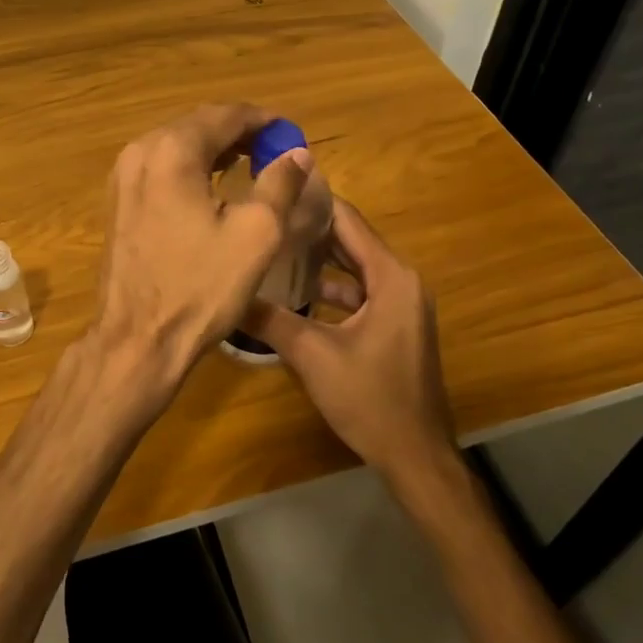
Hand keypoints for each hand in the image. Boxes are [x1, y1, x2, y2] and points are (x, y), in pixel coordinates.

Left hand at [90, 104, 314, 418]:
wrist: (138, 339)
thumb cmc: (201, 286)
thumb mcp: (256, 234)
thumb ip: (280, 183)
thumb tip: (297, 153)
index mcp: (172, 151)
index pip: (224, 115)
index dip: (262, 120)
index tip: (290, 132)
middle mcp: (140, 152)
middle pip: (197, 126)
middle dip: (238, 132)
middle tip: (275, 149)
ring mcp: (122, 177)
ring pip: (176, 146)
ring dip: (214, 149)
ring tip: (252, 163)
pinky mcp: (118, 202)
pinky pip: (160, 168)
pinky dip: (190, 168)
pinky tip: (213, 186)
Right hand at [244, 199, 453, 482]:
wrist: (415, 456)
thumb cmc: (370, 399)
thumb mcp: (312, 355)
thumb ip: (269, 319)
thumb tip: (226, 293)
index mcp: (390, 277)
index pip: (348, 220)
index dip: (312, 201)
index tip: (274, 186)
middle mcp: (401, 281)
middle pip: (351, 240)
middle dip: (310, 228)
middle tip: (264, 214)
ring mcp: (401, 304)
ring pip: (353, 268)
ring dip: (318, 260)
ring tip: (272, 247)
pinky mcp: (395, 325)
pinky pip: (359, 292)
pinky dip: (330, 288)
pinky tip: (294, 292)